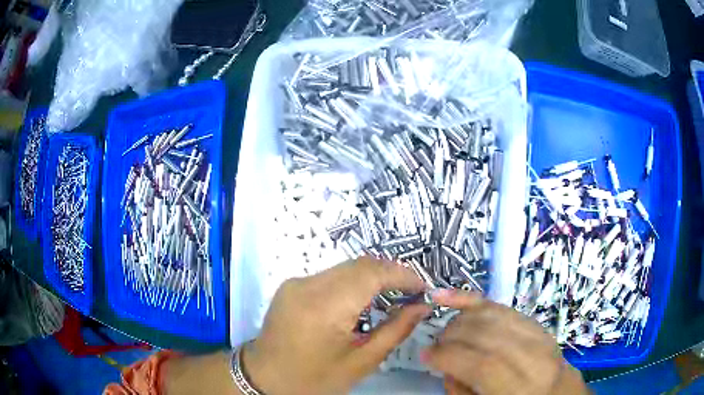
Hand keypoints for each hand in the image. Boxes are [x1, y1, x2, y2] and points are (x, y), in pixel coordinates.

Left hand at [242, 257, 430, 394]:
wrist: (265, 378)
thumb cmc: (314, 379)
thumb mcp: (361, 362)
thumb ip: (395, 331)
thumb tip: (422, 307)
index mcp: (324, 307)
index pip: (372, 273)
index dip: (402, 275)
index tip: (423, 288)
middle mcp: (307, 285)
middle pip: (359, 265)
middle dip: (390, 274)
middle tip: (411, 292)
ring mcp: (296, 282)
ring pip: (346, 267)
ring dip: (372, 277)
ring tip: (393, 295)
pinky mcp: (291, 285)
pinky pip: (331, 276)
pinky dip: (353, 282)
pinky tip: (363, 299)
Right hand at [424, 290, 588, 394]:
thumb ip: (463, 391)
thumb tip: (446, 365)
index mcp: (523, 388)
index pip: (483, 364)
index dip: (449, 356)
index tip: (425, 355)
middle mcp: (535, 358)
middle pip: (488, 334)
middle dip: (452, 335)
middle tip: (434, 345)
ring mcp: (540, 336)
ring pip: (494, 315)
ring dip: (462, 318)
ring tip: (446, 331)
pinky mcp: (537, 325)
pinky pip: (504, 307)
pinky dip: (475, 301)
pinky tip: (452, 297)